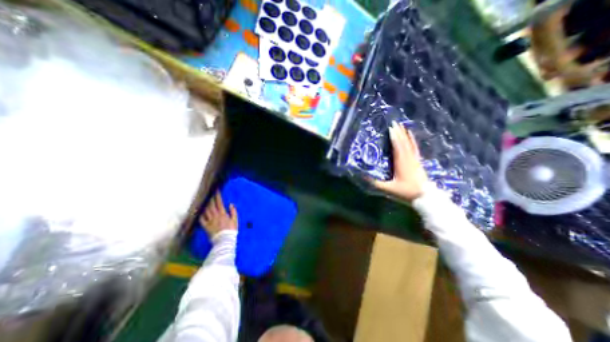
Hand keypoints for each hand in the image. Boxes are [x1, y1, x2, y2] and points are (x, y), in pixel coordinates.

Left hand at [200, 189, 237, 237]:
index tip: (216, 191)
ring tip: (204, 200)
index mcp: (223, 214)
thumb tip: (230, 204)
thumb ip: (233, 211)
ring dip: (205, 205)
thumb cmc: (231, 230)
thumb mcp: (235, 220)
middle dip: (210, 198)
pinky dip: (199, 215)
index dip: (217, 196)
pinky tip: (199, 212)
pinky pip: (201, 219)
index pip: (219, 203)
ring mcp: (210, 221)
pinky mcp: (206, 226)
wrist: (225, 240)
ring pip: (206, 211)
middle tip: (209, 193)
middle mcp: (215, 216)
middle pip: (211, 205)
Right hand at [371, 122, 427, 200]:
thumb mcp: (388, 189)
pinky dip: (412, 141)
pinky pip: (415, 148)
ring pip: (409, 144)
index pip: (397, 147)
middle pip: (403, 142)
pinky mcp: (418, 162)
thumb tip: (363, 176)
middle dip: (399, 132)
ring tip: (402, 126)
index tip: (390, 128)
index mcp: (401, 163)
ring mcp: (414, 159)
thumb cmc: (406, 191)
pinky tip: (411, 136)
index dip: (394, 137)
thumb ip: (376, 183)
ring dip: (405, 134)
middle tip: (395, 122)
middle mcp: (408, 158)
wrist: (425, 197)